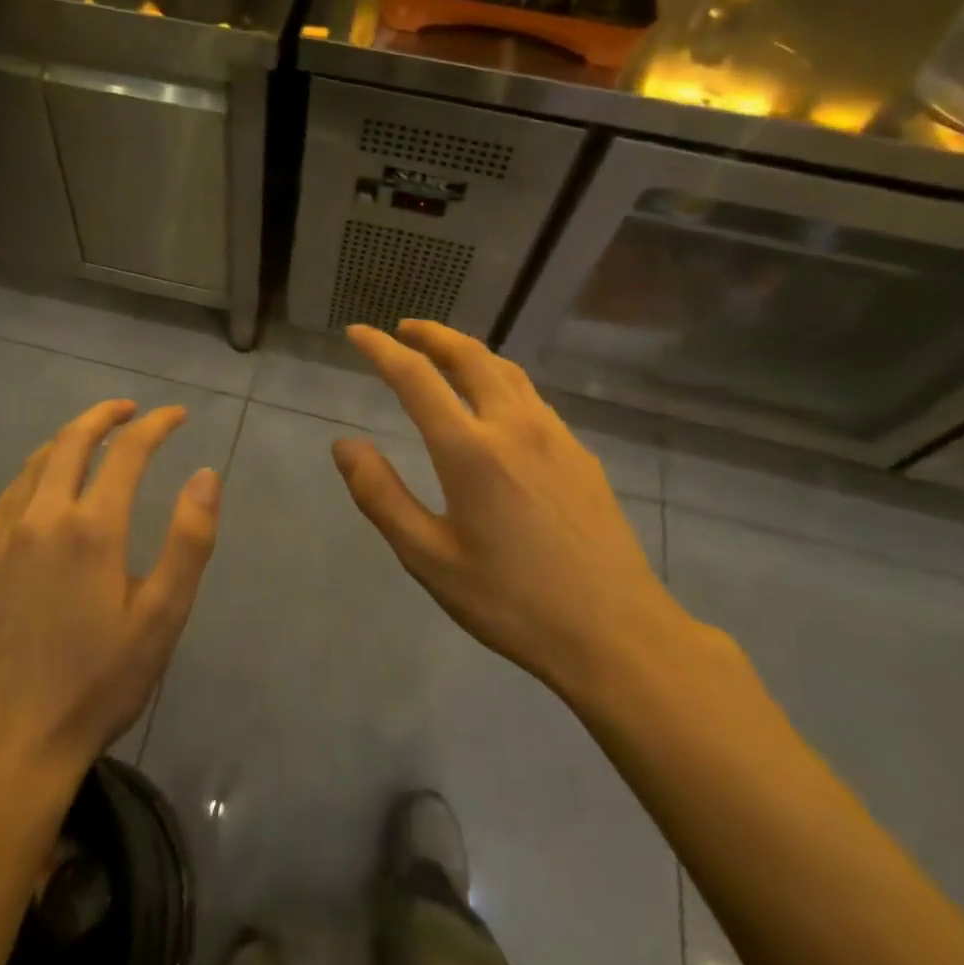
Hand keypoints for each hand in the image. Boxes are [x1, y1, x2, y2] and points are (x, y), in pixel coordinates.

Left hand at [0, 400, 220, 787]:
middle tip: (131, 409)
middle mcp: (44, 517)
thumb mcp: (161, 617)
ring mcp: (7, 537)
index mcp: (92, 528)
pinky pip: (12, 492)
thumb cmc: (97, 682)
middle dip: (104, 415)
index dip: (155, 425)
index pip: (127, 452)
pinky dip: (36, 468)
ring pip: (37, 462)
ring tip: (93, 434)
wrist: (11, 743)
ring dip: (68, 437)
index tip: (177, 414)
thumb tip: (205, 475)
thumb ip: (188, 541)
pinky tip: (44, 480)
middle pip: (72, 441)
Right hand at [331, 322, 688, 703]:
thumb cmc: (512, 601)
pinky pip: (531, 397)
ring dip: (467, 352)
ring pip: (506, 370)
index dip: (380, 349)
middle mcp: (513, 426)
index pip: (415, 377)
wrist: (618, 635)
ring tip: (444, 355)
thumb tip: (344, 445)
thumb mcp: (429, 558)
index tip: (357, 332)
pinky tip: (495, 404)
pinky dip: (499, 379)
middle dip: (431, 335)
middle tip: (403, 329)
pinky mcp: (580, 454)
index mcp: (470, 450)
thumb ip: (381, 495)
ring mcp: (554, 436)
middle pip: (468, 356)